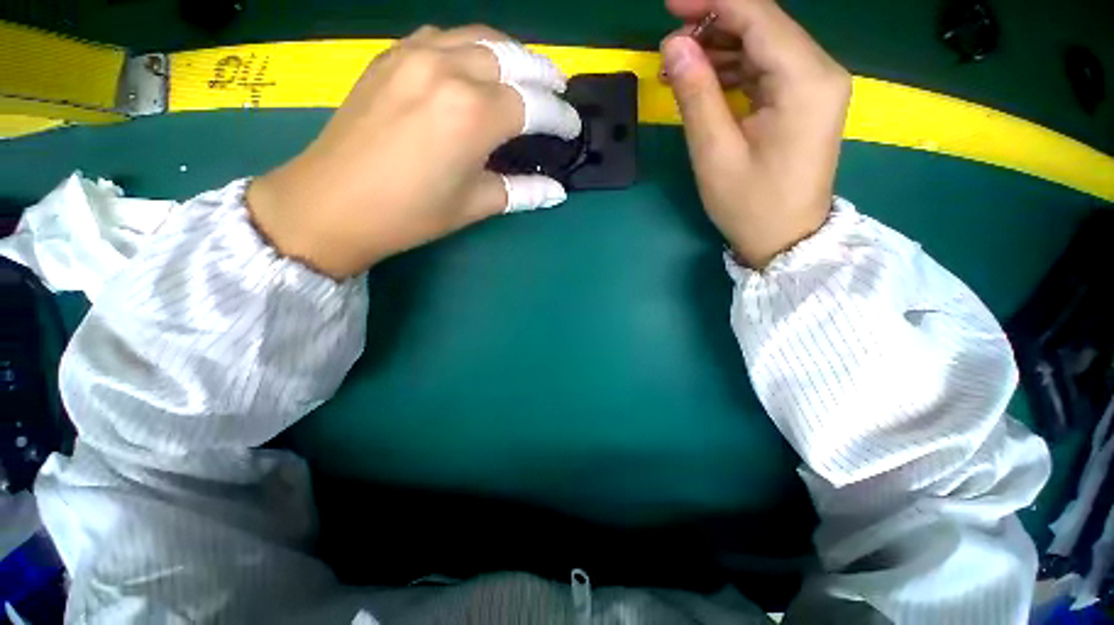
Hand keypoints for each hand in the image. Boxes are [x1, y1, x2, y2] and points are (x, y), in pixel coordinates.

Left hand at [248, 26, 581, 278]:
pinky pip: (444, 38)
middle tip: (559, 92)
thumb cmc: (411, 213)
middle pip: (513, 58)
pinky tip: (476, 66)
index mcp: (474, 114)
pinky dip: (472, 48)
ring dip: (511, 54)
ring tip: (526, 75)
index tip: (573, 128)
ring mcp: (415, 55)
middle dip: (543, 74)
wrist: (332, 203)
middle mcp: (449, 70)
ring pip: (479, 38)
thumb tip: (556, 191)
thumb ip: (521, 191)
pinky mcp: (391, 57)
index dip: (560, 117)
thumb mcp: (475, 204)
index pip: (534, 105)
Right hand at [660, 0, 850, 267]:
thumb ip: (696, 94)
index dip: (713, 0)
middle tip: (670, 43)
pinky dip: (734, 69)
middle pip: (764, 26)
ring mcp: (814, 86)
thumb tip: (674, 46)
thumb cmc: (750, 205)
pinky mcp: (804, 101)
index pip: (759, 16)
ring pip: (764, 45)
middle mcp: (819, 71)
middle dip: (714, 24)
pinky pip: (766, 69)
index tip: (671, 3)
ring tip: (680, 66)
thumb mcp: (715, 153)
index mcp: (805, 80)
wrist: (787, 239)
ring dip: (721, 49)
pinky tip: (705, 80)